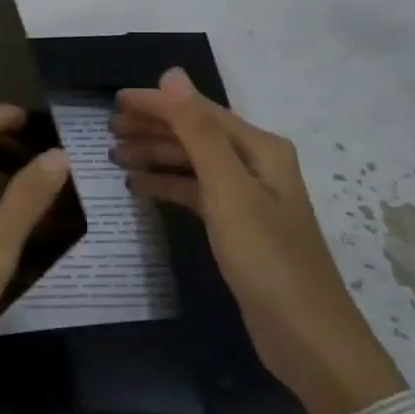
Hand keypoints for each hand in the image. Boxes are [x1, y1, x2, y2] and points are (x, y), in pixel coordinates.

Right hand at [111, 69, 404, 413]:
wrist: (306, 338)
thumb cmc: (267, 258)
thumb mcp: (228, 190)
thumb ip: (198, 132)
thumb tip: (171, 75)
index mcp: (260, 149)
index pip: (199, 112)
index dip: (158, 104)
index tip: (115, 101)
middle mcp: (255, 166)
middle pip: (195, 135)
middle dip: (153, 129)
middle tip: (107, 131)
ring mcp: (247, 198)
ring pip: (192, 164)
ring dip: (156, 156)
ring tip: (114, 157)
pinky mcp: (237, 228)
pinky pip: (194, 193)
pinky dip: (167, 186)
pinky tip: (139, 188)